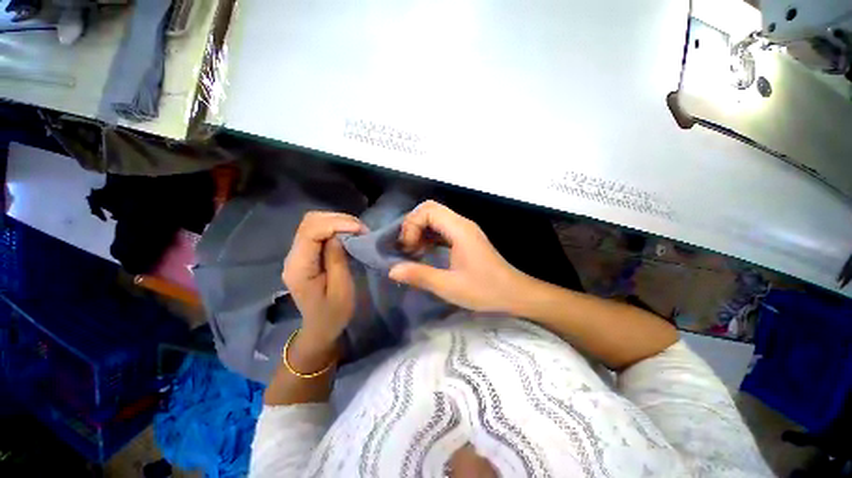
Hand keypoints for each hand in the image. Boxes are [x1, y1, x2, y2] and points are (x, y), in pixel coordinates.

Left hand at [282, 211, 365, 350]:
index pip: (311, 232)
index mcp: (299, 267)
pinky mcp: (305, 254)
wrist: (320, 327)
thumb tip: (338, 235)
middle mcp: (293, 256)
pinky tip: (348, 234)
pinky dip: (335, 227)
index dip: (336, 224)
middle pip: (309, 222)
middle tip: (361, 230)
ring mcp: (297, 254)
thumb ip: (337, 260)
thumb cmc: (333, 314)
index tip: (360, 230)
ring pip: (312, 222)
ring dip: (337, 221)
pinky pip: (317, 231)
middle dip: (338, 219)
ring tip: (357, 230)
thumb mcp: (341, 290)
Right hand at [389, 200, 528, 312]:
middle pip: (430, 210)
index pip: (428, 210)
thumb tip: (392, 270)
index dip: (412, 225)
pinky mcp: (466, 238)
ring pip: (436, 218)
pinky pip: (442, 229)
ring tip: (413, 251)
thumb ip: (420, 276)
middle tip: (407, 248)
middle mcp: (462, 224)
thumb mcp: (449, 286)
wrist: (515, 294)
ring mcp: (465, 230)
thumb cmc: (485, 290)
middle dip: (413, 225)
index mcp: (459, 230)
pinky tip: (424, 252)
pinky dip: (429, 236)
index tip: (408, 248)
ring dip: (420, 231)